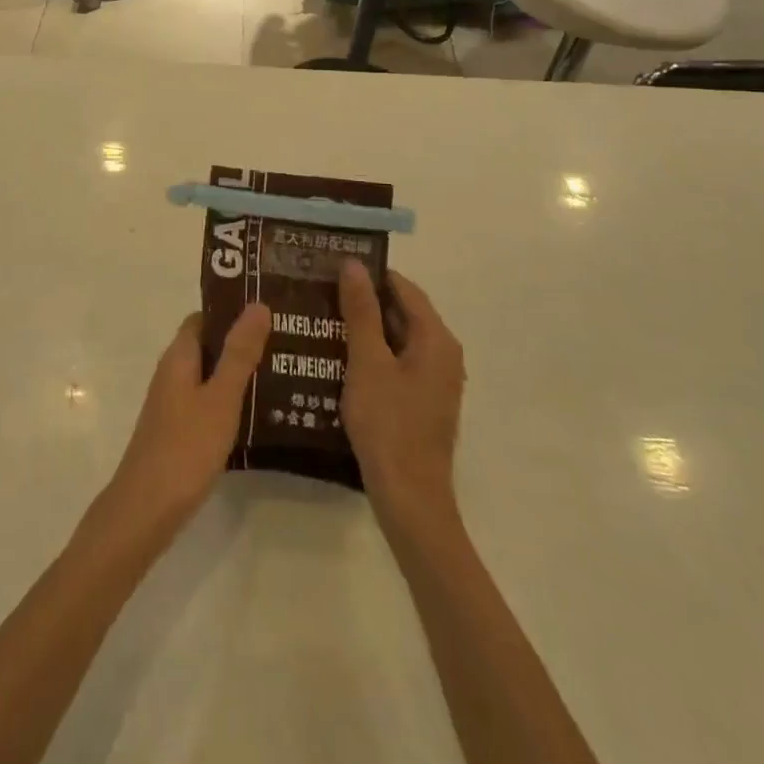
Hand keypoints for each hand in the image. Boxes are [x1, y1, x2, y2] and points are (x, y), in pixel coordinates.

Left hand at [105, 304, 271, 536]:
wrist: (146, 509)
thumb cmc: (185, 446)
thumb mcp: (221, 397)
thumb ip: (240, 353)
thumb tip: (257, 304)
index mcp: (179, 356)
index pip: (204, 318)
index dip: (232, 311)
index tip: (269, 312)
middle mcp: (172, 373)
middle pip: (208, 346)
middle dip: (242, 343)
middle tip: (286, 344)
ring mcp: (173, 404)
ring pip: (210, 376)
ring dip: (239, 373)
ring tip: (283, 375)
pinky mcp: (178, 431)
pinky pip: (208, 402)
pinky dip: (230, 401)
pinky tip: (259, 415)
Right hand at [339, 260, 465, 524]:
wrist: (409, 498)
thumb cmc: (388, 424)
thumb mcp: (367, 362)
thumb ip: (361, 311)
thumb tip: (353, 265)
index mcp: (436, 339)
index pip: (403, 288)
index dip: (369, 274)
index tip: (332, 266)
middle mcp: (443, 354)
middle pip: (403, 312)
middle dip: (364, 301)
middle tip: (321, 291)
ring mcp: (435, 381)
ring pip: (397, 339)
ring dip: (365, 328)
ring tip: (322, 319)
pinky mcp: (423, 401)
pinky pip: (397, 363)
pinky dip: (372, 354)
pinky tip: (339, 357)